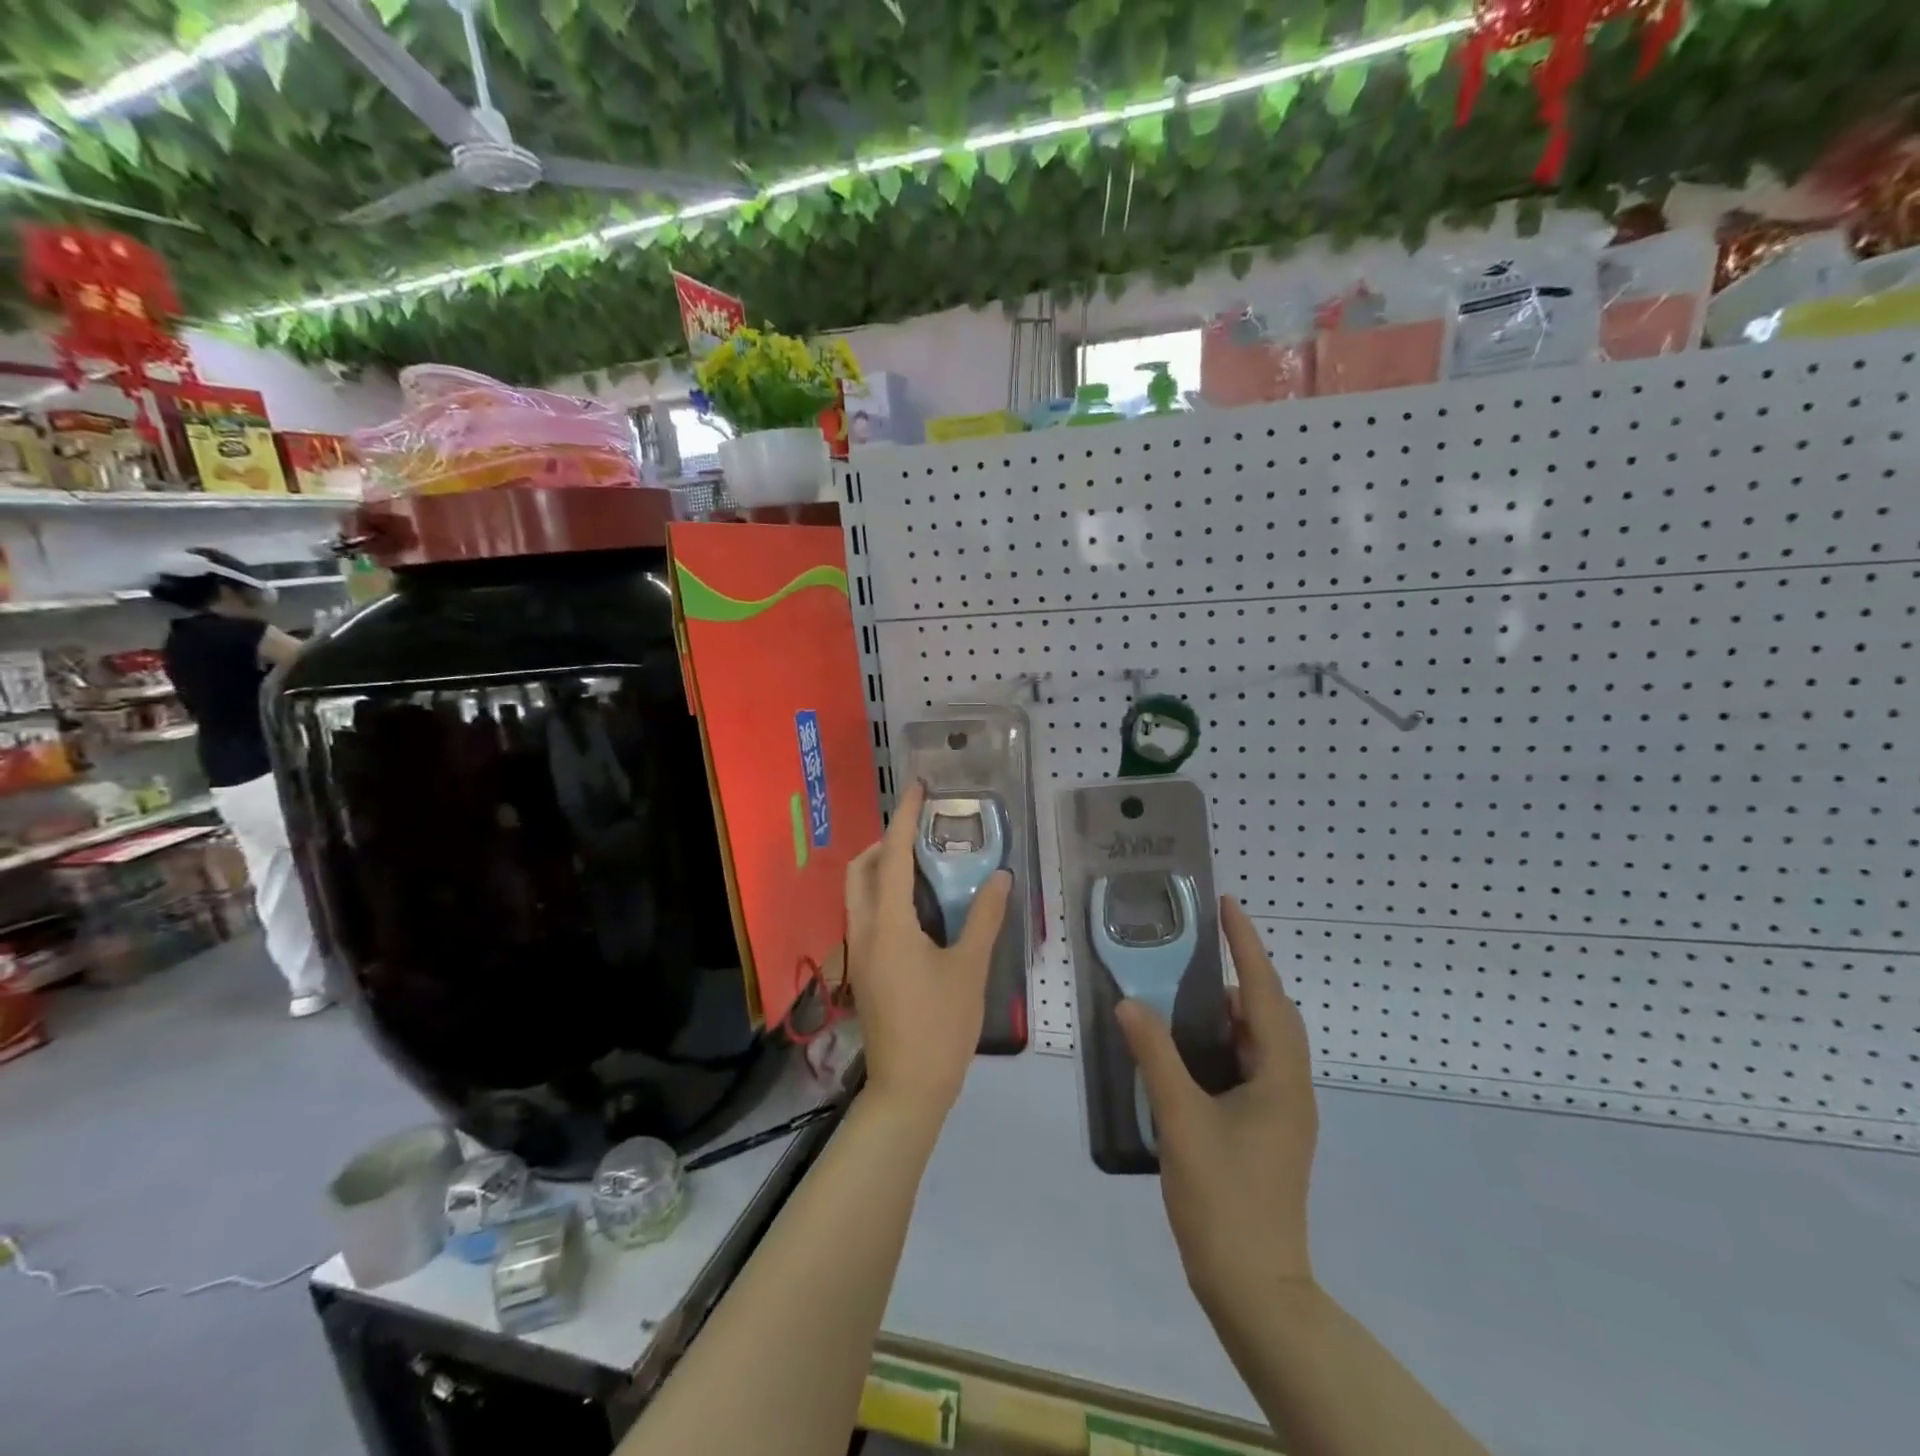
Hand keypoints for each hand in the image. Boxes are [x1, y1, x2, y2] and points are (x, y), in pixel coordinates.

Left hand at [845, 780, 1010, 1117]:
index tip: (918, 789)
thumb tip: (1000, 876)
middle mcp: (863, 931)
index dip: (903, 818)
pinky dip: (883, 895)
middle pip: (860, 870)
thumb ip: (985, 918)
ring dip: (881, 869)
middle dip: (884, 842)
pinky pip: (865, 915)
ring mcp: (858, 953)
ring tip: (922, 864)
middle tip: (920, 833)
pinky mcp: (862, 970)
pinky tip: (918, 907)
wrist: (907, 1089)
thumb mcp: (969, 969)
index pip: (891, 857)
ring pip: (858, 894)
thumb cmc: (941, 1026)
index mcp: (888, 925)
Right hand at [1116, 896, 1317, 1306]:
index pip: (1264, 994)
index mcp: (1281, 1078)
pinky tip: (1190, 1047)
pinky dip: (1226, 1042)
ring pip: (1262, 1041)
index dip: (1247, 946)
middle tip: (1200, 945)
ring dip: (1232, 1010)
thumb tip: (1129, 1003)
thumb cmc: (1223, 1199)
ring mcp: (1283, 1111)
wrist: (1255, 1287)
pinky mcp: (1268, 1130)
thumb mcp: (1181, 1121)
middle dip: (1242, 972)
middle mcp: (1290, 1087)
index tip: (1228, 906)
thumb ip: (1156, 1056)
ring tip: (1188, 989)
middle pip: (1272, 1012)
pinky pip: (1252, 1065)